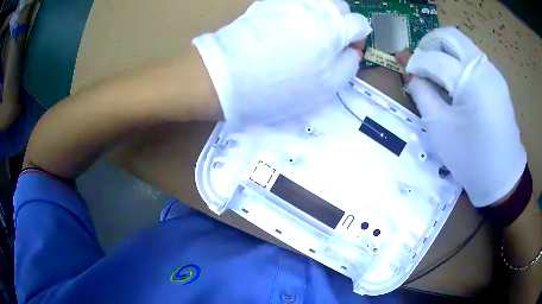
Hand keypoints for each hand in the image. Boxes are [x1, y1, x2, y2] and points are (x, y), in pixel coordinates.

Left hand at [193, 0, 370, 124]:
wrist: (227, 76)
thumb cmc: (281, 86)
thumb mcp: (326, 86)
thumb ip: (348, 65)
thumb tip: (351, 51)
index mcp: (334, 27)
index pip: (359, 23)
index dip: (358, 38)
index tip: (349, 51)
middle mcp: (315, 6)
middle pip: (340, 6)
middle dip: (342, 22)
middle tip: (329, 41)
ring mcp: (289, 1)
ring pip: (317, 0)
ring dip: (322, 13)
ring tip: (310, 32)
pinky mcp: (267, 2)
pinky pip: (293, 2)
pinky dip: (299, 10)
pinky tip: (288, 26)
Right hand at [396, 27, 525, 206]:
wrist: (502, 177)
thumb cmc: (471, 158)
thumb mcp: (440, 129)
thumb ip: (422, 94)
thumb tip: (412, 75)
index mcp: (470, 80)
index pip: (434, 57)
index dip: (416, 62)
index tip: (407, 72)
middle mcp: (483, 67)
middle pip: (450, 36)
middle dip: (430, 43)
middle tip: (421, 60)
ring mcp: (493, 73)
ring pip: (463, 44)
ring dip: (445, 50)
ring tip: (436, 70)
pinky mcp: (498, 81)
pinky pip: (473, 59)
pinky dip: (459, 61)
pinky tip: (455, 81)